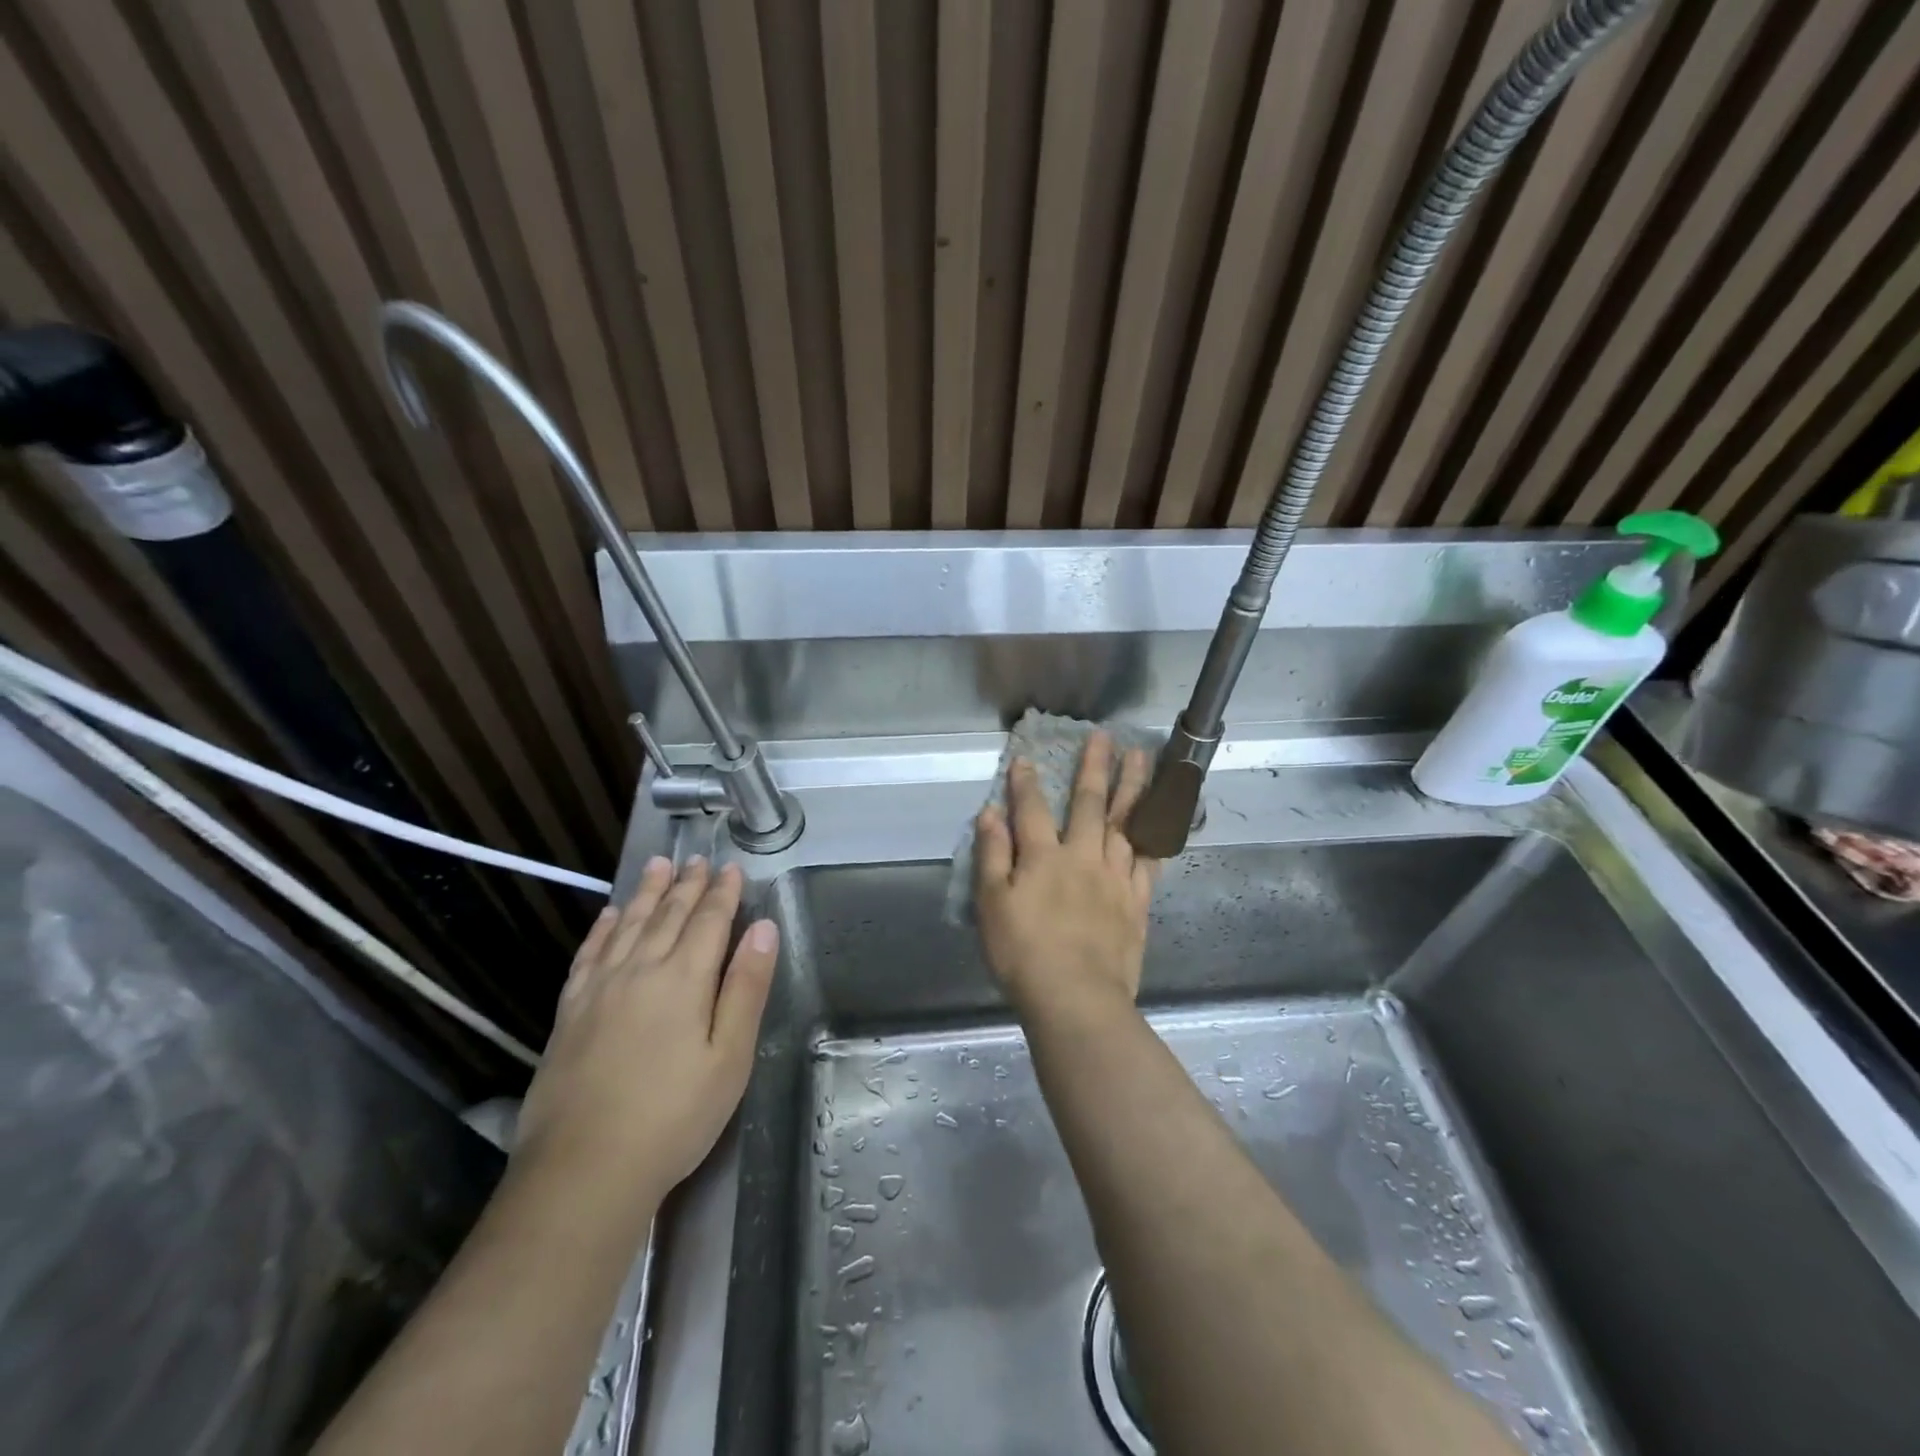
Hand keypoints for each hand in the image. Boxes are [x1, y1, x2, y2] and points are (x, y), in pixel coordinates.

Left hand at [516, 856, 778, 1203]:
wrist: (583, 1170)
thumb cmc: (673, 1116)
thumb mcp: (730, 1057)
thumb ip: (746, 988)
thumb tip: (764, 928)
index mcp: (685, 979)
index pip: (709, 921)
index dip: (723, 893)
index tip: (731, 867)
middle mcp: (641, 969)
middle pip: (668, 915)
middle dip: (687, 885)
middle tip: (697, 859)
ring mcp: (600, 988)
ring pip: (628, 924)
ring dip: (646, 892)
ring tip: (658, 865)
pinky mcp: (570, 1011)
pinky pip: (589, 953)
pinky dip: (602, 927)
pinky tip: (609, 914)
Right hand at [974, 732, 1158, 1017]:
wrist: (1076, 998)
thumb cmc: (1023, 953)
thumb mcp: (991, 905)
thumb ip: (992, 855)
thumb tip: (991, 813)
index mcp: (1043, 857)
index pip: (1032, 809)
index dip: (1026, 782)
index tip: (1025, 757)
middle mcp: (1083, 857)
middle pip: (1089, 804)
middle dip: (1094, 767)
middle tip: (1106, 736)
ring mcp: (1115, 878)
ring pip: (1126, 823)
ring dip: (1133, 787)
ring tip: (1141, 759)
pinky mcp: (1136, 902)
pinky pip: (1149, 860)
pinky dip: (1154, 835)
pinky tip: (1161, 818)